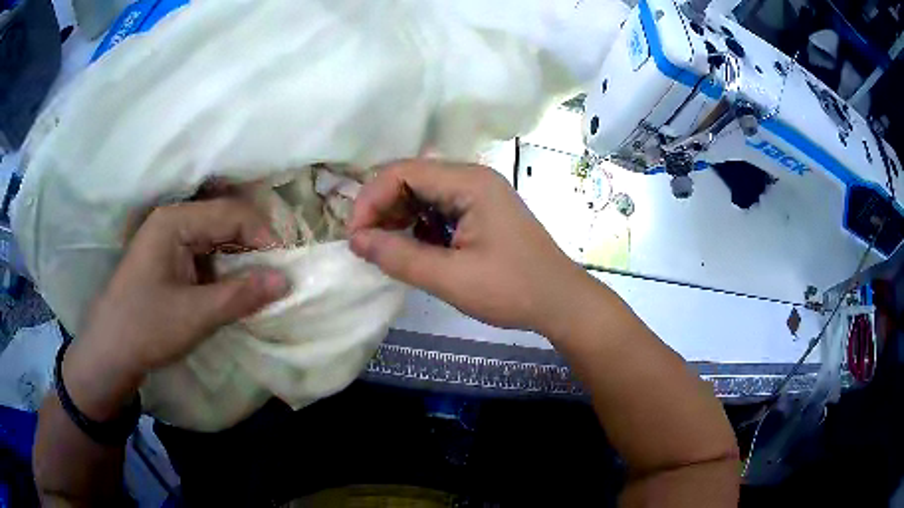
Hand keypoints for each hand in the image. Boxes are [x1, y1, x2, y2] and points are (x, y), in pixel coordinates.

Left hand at [64, 198, 289, 418]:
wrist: (110, 352)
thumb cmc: (146, 328)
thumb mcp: (196, 316)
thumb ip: (242, 296)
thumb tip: (287, 281)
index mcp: (175, 221)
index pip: (231, 214)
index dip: (263, 237)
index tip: (285, 269)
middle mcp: (172, 220)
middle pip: (224, 221)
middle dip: (253, 247)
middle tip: (277, 277)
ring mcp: (169, 238)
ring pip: (216, 238)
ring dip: (239, 260)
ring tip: (259, 285)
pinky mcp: (168, 258)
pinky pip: (205, 254)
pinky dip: (223, 270)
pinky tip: (233, 290)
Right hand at [348, 160, 593, 334]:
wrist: (560, 301)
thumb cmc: (512, 290)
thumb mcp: (451, 278)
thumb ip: (400, 257)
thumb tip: (356, 241)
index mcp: (469, 182)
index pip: (403, 172)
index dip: (371, 200)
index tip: (355, 237)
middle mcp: (473, 177)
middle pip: (411, 177)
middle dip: (382, 208)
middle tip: (366, 245)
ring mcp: (479, 193)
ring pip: (423, 192)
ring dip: (399, 216)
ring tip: (386, 248)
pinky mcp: (481, 211)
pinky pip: (439, 207)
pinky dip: (419, 224)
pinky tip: (415, 248)